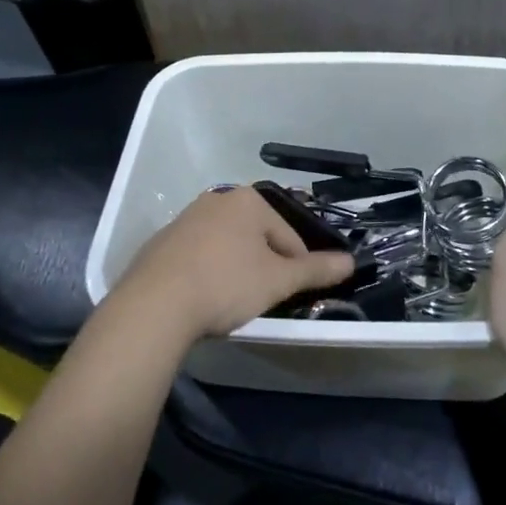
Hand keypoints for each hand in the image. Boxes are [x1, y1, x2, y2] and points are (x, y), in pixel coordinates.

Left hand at [111, 186, 353, 348]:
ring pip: (226, 245)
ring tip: (232, 300)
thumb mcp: (278, 281)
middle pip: (256, 236)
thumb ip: (316, 270)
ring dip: (235, 268)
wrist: (155, 305)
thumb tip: (351, 262)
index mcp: (248, 200)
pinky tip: (203, 298)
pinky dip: (207, 272)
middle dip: (263, 265)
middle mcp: (216, 199)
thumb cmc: (226, 284)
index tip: (289, 295)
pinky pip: (198, 255)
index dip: (296, 267)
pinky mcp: (161, 242)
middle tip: (262, 297)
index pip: (288, 235)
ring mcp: (185, 219)